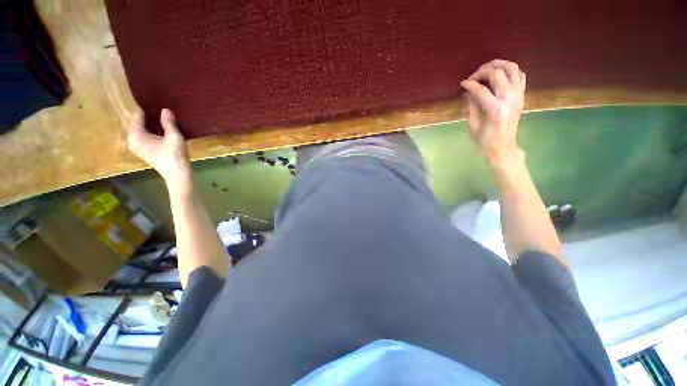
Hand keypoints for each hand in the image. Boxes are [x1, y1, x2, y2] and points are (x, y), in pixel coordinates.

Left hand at [127, 109, 190, 186]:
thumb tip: (165, 109)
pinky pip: (144, 136)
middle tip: (161, 110)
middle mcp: (132, 140)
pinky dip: (151, 131)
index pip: (137, 116)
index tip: (156, 103)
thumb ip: (168, 123)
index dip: (147, 110)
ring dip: (151, 124)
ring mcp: (137, 147)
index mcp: (136, 135)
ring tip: (163, 118)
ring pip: (141, 130)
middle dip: (148, 117)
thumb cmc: (175, 155)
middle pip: (138, 123)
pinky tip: (162, 130)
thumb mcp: (174, 137)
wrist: (178, 174)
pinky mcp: (144, 151)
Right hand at [461, 59, 525, 166]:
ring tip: (487, 68)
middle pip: (498, 73)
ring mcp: (518, 96)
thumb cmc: (484, 140)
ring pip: (513, 69)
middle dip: (483, 71)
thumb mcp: (473, 124)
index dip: (470, 84)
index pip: (481, 89)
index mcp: (495, 109)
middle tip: (473, 77)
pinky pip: (520, 76)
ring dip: (499, 65)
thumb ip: (472, 105)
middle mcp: (509, 99)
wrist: (503, 148)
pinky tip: (500, 75)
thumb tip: (468, 90)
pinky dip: (510, 71)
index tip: (462, 84)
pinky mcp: (522, 96)